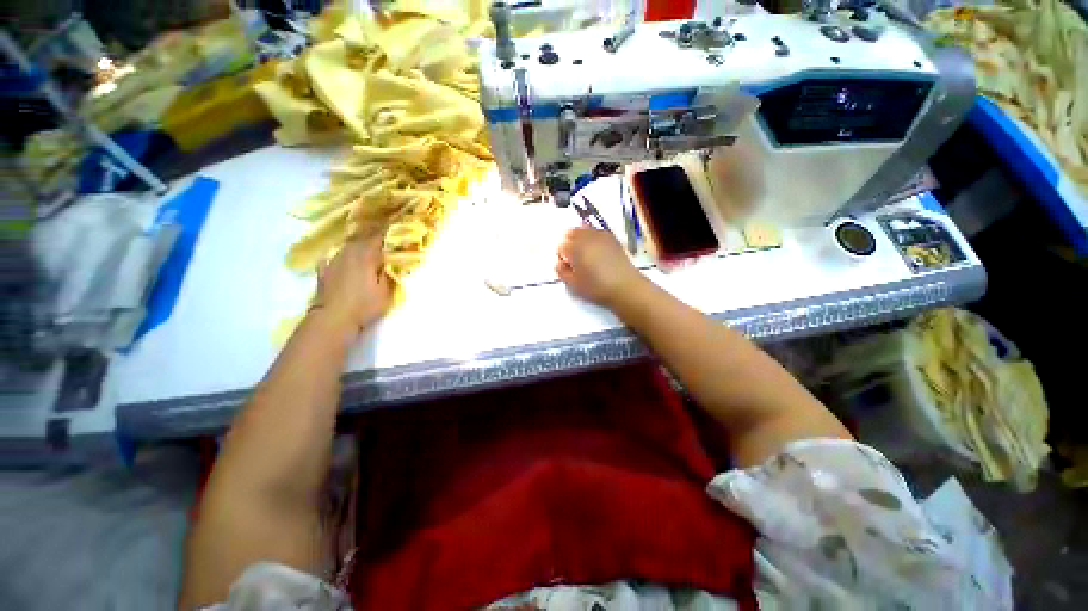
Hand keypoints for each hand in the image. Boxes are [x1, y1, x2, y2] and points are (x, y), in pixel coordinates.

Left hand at [311, 234, 392, 333]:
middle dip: (373, 235)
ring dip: (358, 243)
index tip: (396, 227)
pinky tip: (342, 256)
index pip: (378, 238)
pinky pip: (335, 256)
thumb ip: (389, 273)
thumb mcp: (385, 291)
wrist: (333, 318)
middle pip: (362, 239)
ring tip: (366, 244)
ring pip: (348, 246)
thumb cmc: (364, 305)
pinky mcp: (325, 270)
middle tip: (383, 234)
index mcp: (366, 256)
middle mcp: (349, 253)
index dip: (387, 232)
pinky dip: (342, 254)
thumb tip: (391, 261)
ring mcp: (334, 261)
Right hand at [556, 227, 644, 308]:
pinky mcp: (612, 238)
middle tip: (574, 259)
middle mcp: (586, 237)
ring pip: (584, 229)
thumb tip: (560, 262)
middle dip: (569, 243)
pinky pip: (597, 231)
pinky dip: (592, 237)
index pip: (561, 246)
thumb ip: (561, 271)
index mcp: (574, 248)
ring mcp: (600, 235)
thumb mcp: (573, 284)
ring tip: (585, 253)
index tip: (567, 266)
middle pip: (571, 233)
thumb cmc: (596, 288)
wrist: (625, 287)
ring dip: (580, 238)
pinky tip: (596, 250)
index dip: (561, 256)